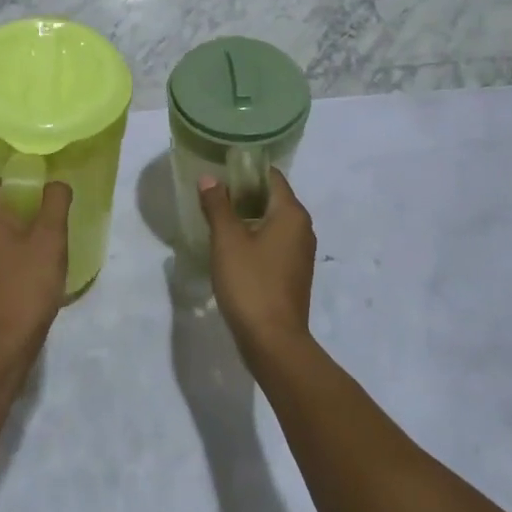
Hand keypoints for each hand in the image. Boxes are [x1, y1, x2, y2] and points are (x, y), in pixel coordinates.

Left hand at [0, 181, 71, 366]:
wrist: (2, 345)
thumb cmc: (25, 285)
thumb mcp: (49, 238)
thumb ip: (55, 201)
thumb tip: (56, 183)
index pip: (9, 183)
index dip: (37, 185)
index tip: (59, 197)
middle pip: (6, 205)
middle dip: (33, 209)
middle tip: (61, 218)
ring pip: (3, 229)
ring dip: (27, 231)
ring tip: (53, 240)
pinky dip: (18, 249)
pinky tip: (39, 262)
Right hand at [197, 167, 316, 363]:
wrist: (273, 341)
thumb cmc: (251, 283)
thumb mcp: (227, 241)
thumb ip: (217, 205)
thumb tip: (210, 179)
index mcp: (292, 213)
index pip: (271, 176)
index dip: (245, 170)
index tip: (219, 170)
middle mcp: (302, 228)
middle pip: (272, 197)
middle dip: (243, 193)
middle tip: (212, 195)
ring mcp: (300, 253)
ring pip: (272, 222)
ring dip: (247, 217)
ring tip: (216, 218)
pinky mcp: (293, 273)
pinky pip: (273, 243)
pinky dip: (254, 238)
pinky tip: (230, 248)